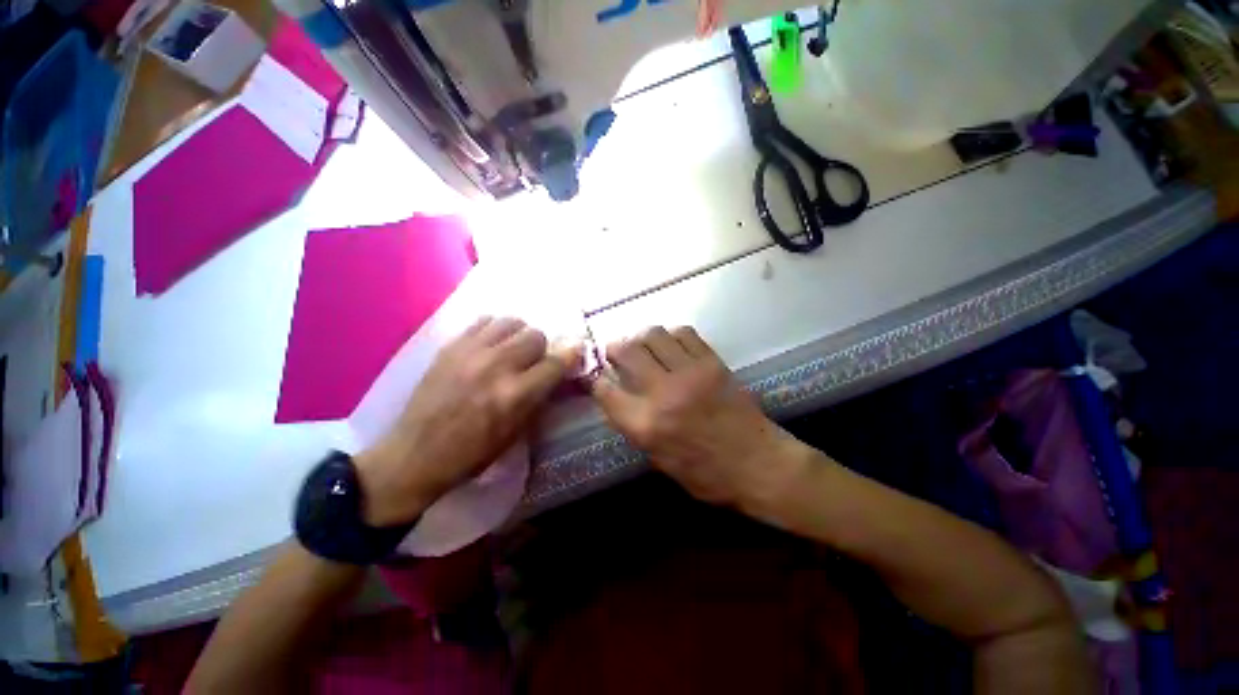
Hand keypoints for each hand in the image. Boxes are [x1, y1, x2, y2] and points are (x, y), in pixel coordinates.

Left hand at [356, 317, 578, 526]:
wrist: (416, 454)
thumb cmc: (472, 453)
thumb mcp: (516, 432)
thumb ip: (539, 397)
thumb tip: (557, 371)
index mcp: (515, 394)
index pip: (556, 362)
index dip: (570, 356)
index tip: (574, 353)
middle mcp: (497, 366)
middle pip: (536, 335)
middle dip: (542, 349)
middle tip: (533, 361)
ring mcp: (471, 352)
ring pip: (512, 322)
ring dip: (519, 335)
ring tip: (512, 349)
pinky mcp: (451, 346)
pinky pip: (484, 321)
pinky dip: (495, 329)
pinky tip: (491, 344)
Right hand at [589, 326, 805, 510]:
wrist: (759, 465)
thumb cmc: (707, 474)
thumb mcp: (659, 460)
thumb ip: (634, 426)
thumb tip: (616, 397)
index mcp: (646, 425)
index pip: (605, 390)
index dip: (597, 380)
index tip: (599, 376)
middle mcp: (663, 393)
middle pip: (626, 351)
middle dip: (614, 348)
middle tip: (616, 352)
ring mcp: (690, 373)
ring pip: (653, 335)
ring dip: (642, 337)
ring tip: (644, 347)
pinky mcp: (712, 362)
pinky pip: (684, 333)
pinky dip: (671, 336)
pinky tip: (672, 346)